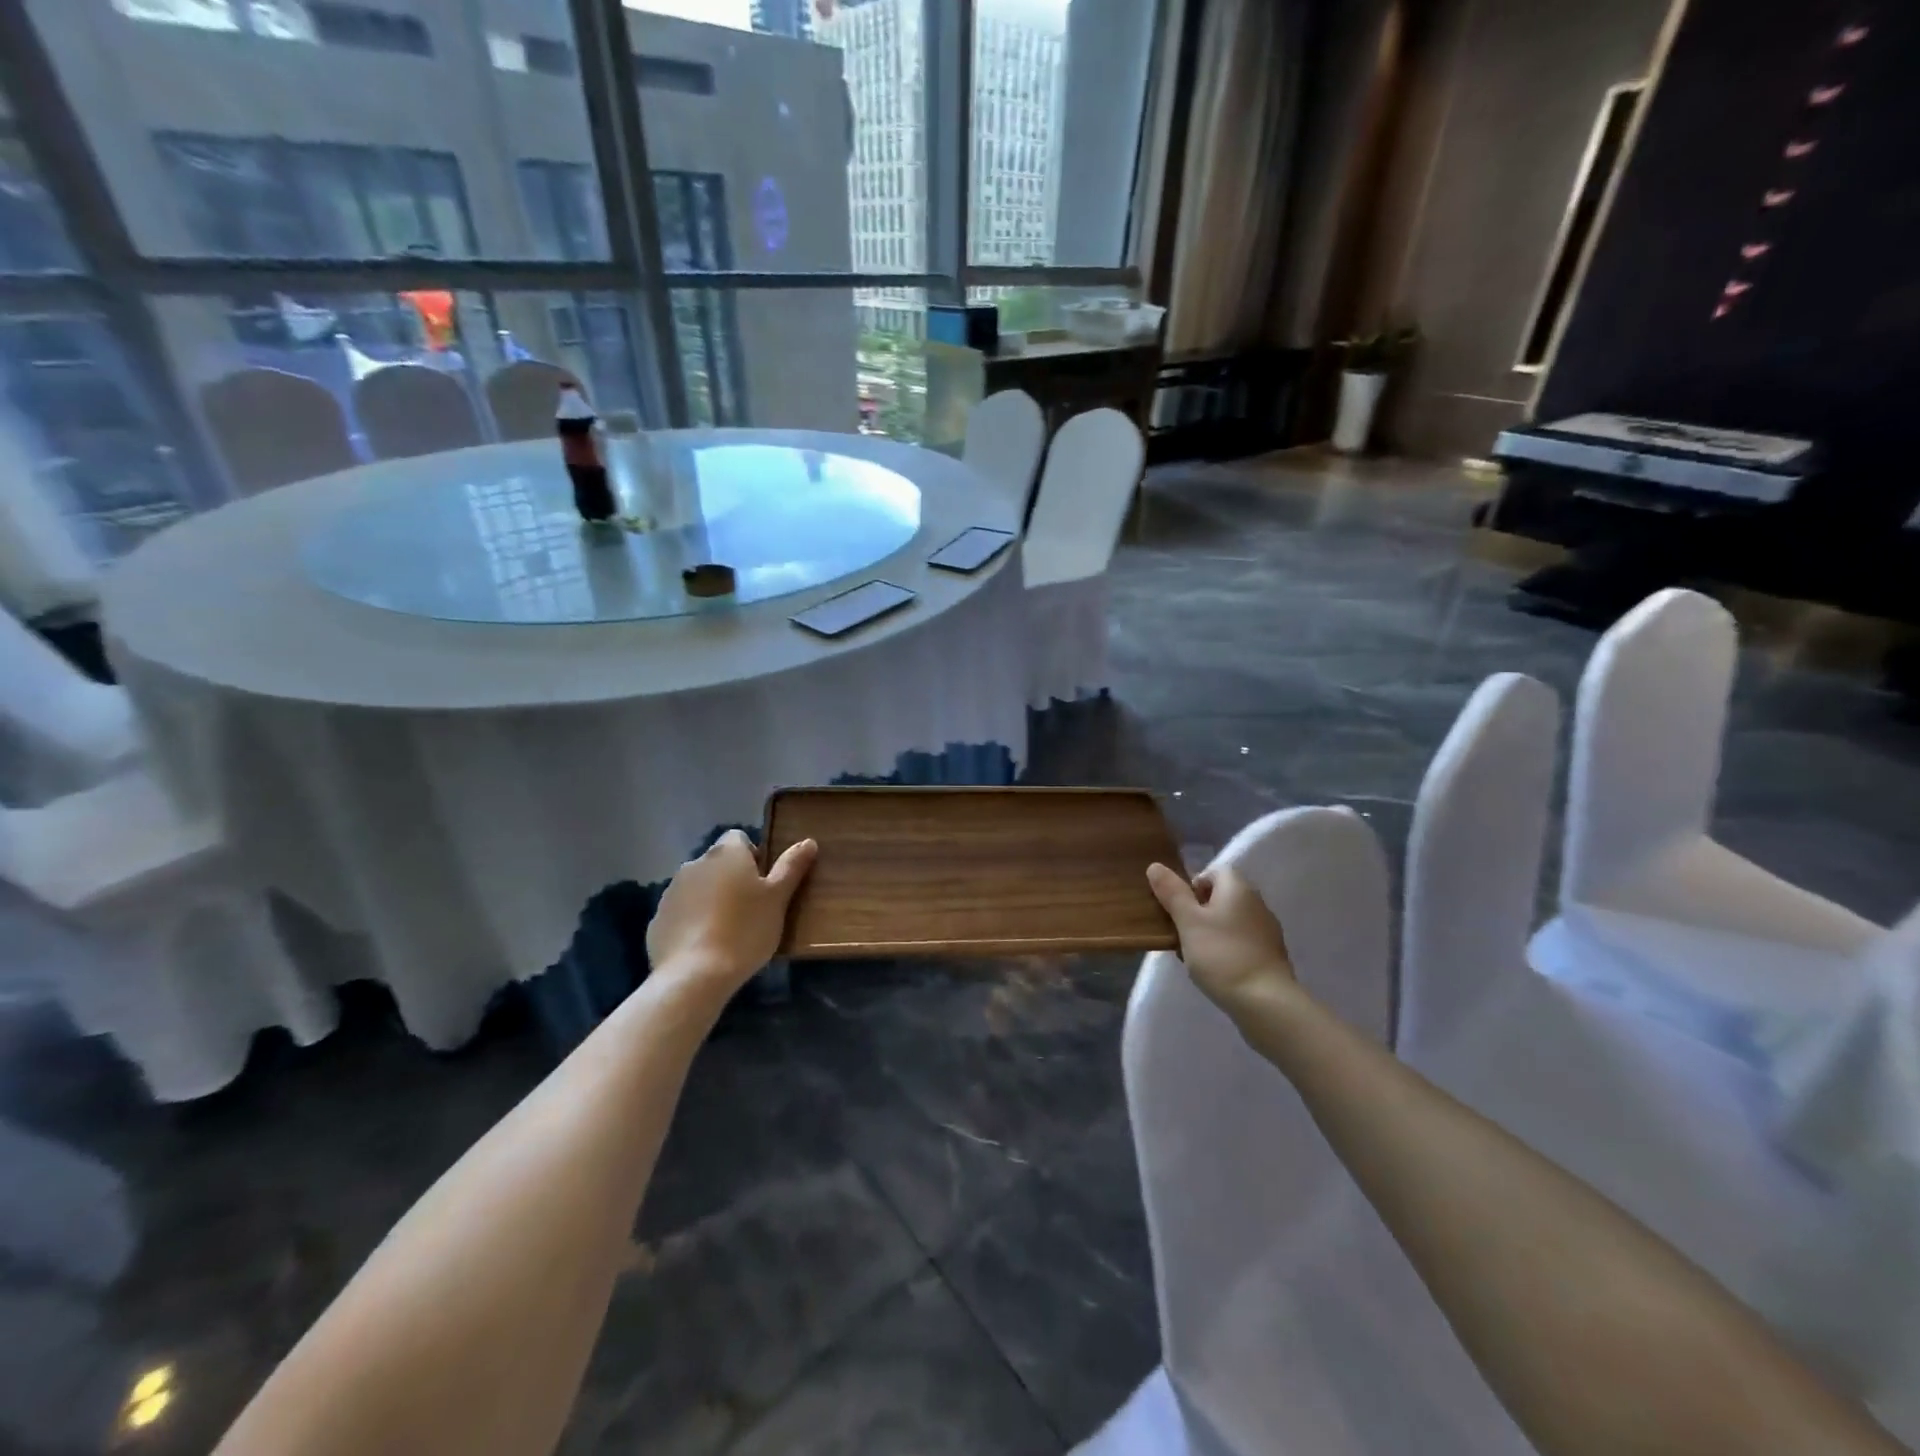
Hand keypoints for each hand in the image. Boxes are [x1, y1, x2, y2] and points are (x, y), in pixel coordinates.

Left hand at [647, 831, 816, 996]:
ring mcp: (671, 892)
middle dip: (731, 879)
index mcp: (726, 854)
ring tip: (727, 931)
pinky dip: (692, 922)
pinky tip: (705, 947)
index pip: (739, 838)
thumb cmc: (745, 930)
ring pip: (698, 888)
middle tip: (751, 910)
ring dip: (711, 899)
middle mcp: (695, 864)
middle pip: (717, 863)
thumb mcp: (778, 899)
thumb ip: (791, 867)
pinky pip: (681, 913)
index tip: (763, 883)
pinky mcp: (657, 920)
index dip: (753, 856)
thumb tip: (808, 841)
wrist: (694, 975)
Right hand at [1146, 863, 1296, 1016]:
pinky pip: (1242, 942)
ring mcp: (1267, 930)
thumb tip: (1155, 866)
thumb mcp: (1188, 922)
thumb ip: (1172, 893)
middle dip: (1199, 911)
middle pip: (1222, 896)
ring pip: (1231, 921)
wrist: (1266, 1003)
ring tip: (1195, 955)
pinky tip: (1216, 970)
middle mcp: (1257, 903)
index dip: (1193, 885)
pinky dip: (1227, 949)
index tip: (1179, 910)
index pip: (1215, 871)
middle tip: (1182, 933)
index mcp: (1238, 888)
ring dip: (1212, 932)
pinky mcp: (1271, 955)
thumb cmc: (1222, 955)